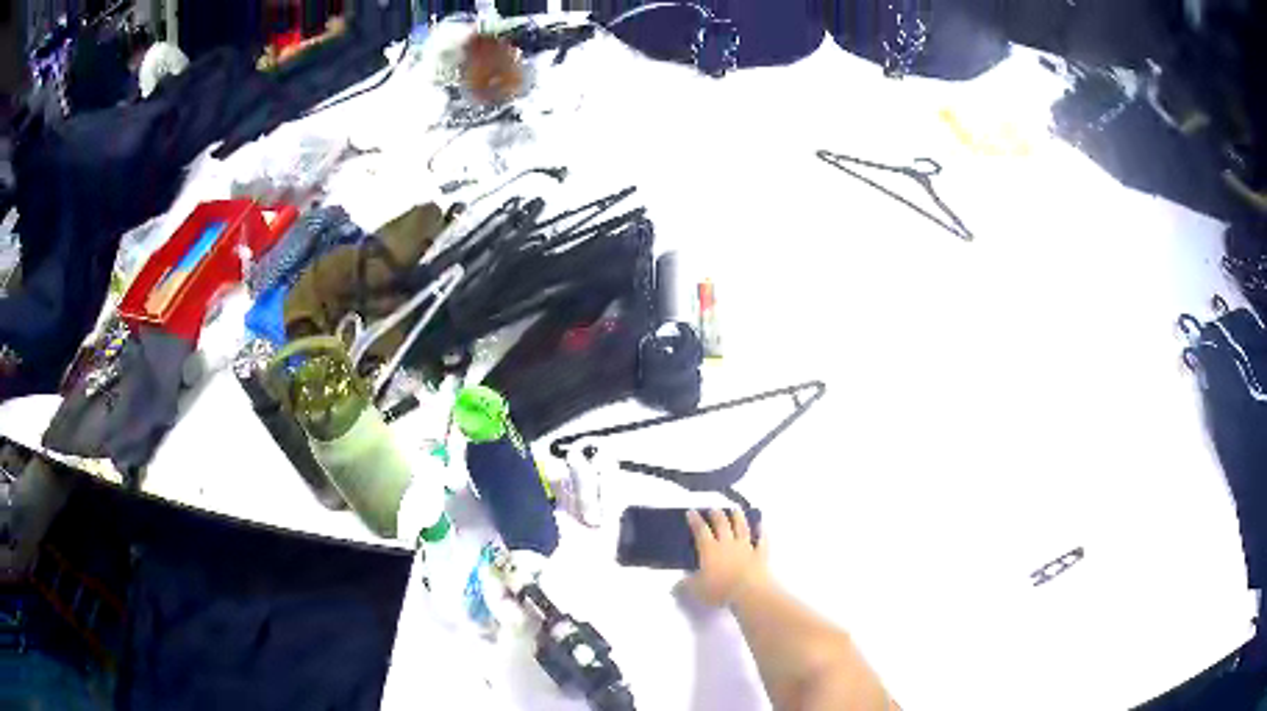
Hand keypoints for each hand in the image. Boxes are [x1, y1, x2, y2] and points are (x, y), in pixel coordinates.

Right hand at [686, 509, 769, 607]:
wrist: (749, 591)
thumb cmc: (719, 590)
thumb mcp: (696, 590)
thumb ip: (685, 586)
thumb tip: (675, 586)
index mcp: (709, 549)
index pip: (701, 531)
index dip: (695, 520)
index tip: (692, 512)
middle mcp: (728, 544)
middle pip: (722, 525)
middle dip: (717, 515)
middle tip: (714, 508)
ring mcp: (746, 547)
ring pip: (742, 528)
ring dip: (738, 517)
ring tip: (736, 509)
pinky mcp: (761, 554)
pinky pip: (762, 540)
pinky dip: (762, 532)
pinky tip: (762, 525)